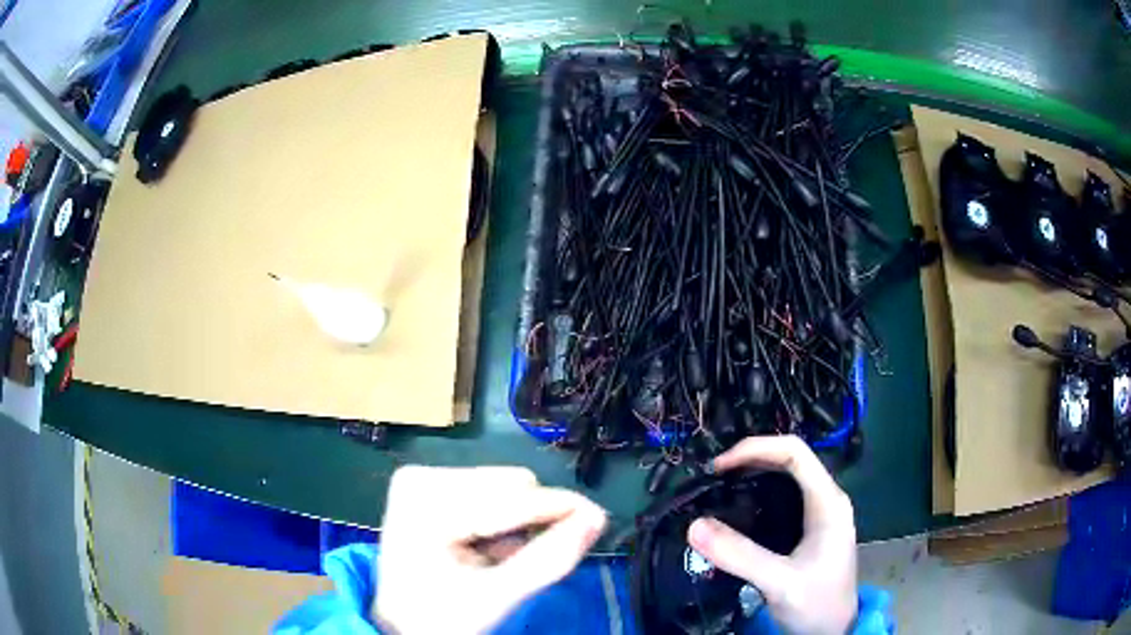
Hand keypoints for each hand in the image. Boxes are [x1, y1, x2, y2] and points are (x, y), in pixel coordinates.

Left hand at [374, 466, 607, 633]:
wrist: (401, 621)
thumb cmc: (442, 616)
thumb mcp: (497, 598)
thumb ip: (548, 560)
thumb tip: (596, 519)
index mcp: (426, 507)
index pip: (510, 498)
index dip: (561, 509)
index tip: (599, 519)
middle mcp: (419, 478)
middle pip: (510, 484)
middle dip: (527, 525)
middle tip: (514, 562)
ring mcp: (420, 476)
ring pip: (504, 485)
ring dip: (514, 523)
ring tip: (491, 557)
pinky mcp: (425, 482)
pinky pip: (488, 489)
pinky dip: (497, 519)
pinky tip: (479, 545)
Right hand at [687, 436, 856, 634]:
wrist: (832, 632)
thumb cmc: (816, 604)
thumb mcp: (779, 582)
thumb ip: (739, 556)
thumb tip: (693, 525)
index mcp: (828, 502)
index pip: (794, 453)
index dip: (756, 448)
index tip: (719, 466)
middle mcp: (827, 500)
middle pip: (790, 460)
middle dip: (752, 459)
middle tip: (714, 477)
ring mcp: (821, 514)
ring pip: (787, 478)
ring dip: (754, 475)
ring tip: (721, 488)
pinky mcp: (811, 529)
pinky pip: (784, 498)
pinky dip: (759, 494)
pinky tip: (739, 511)